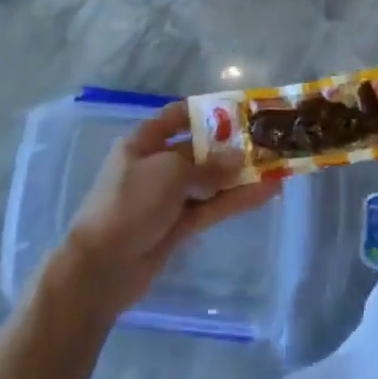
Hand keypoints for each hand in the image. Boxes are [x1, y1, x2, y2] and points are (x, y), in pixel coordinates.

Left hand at [60, 103, 274, 313]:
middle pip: (198, 149)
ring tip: (276, 167)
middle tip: (267, 141)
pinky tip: (265, 193)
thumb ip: (208, 166)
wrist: (101, 267)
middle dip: (230, 146)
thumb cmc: (130, 202)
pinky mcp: (177, 227)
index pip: (177, 116)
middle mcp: (156, 165)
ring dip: (239, 176)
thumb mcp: (169, 173)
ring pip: (209, 181)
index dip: (206, 111)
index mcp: (144, 142)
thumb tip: (239, 158)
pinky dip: (235, 201)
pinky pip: (210, 207)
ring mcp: (167, 197)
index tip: (240, 111)